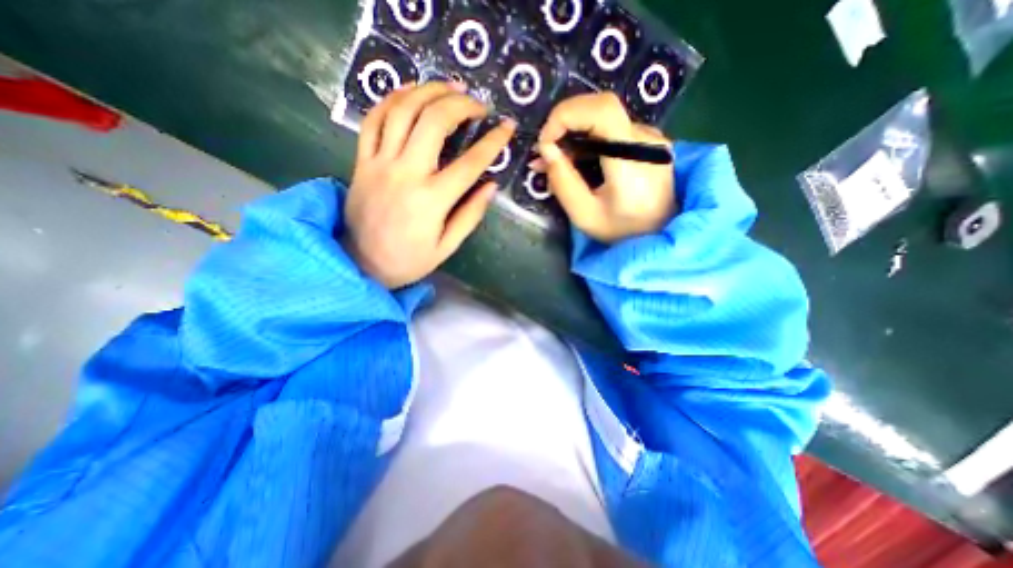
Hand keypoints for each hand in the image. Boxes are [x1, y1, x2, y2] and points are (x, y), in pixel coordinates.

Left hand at [341, 80, 515, 288]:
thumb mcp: (447, 246)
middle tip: (478, 104)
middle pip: (434, 122)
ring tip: (450, 87)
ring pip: (403, 111)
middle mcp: (406, 174)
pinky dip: (392, 99)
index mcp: (432, 200)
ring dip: (429, 91)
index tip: (507, 127)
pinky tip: (410, 92)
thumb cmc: (409, 260)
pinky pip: (373, 120)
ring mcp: (380, 164)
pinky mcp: (362, 162)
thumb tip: (491, 186)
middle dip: (461, 104)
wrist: (361, 263)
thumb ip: (470, 215)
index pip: (470, 163)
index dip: (493, 142)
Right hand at [532, 92, 675, 241]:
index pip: (602, 111)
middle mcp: (647, 139)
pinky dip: (587, 139)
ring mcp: (649, 136)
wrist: (660, 232)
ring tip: (555, 161)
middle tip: (545, 152)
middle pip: (601, 108)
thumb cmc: (622, 231)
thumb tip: (546, 149)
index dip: (566, 115)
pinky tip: (575, 159)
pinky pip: (611, 129)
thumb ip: (563, 182)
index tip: (545, 143)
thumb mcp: (584, 215)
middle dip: (565, 124)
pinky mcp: (646, 140)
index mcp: (633, 161)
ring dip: (573, 133)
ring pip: (603, 118)